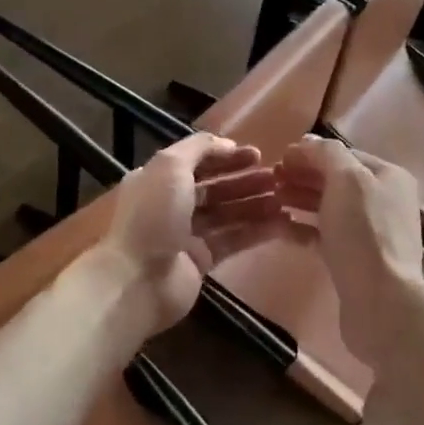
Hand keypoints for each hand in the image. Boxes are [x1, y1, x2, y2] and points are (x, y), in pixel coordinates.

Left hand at [101, 133, 283, 332]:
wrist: (137, 280)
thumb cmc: (152, 217)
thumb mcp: (170, 167)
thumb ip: (199, 148)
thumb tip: (227, 144)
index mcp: (159, 180)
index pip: (198, 162)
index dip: (227, 156)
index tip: (257, 154)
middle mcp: (172, 205)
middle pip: (216, 188)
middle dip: (246, 181)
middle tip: (278, 177)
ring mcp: (188, 234)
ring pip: (228, 214)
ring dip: (256, 204)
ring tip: (286, 199)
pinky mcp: (203, 260)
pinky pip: (235, 240)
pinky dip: (257, 231)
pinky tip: (283, 223)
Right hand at [275, 136, 423, 361]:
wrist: (381, 301)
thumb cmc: (364, 233)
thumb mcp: (347, 180)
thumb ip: (327, 154)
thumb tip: (308, 143)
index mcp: (389, 177)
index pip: (345, 155)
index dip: (311, 154)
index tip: (278, 159)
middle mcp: (386, 201)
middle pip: (338, 181)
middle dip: (304, 177)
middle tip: (270, 181)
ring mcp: (374, 233)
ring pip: (332, 208)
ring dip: (302, 200)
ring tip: (272, 200)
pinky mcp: (359, 260)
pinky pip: (330, 236)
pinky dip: (308, 228)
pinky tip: (284, 229)